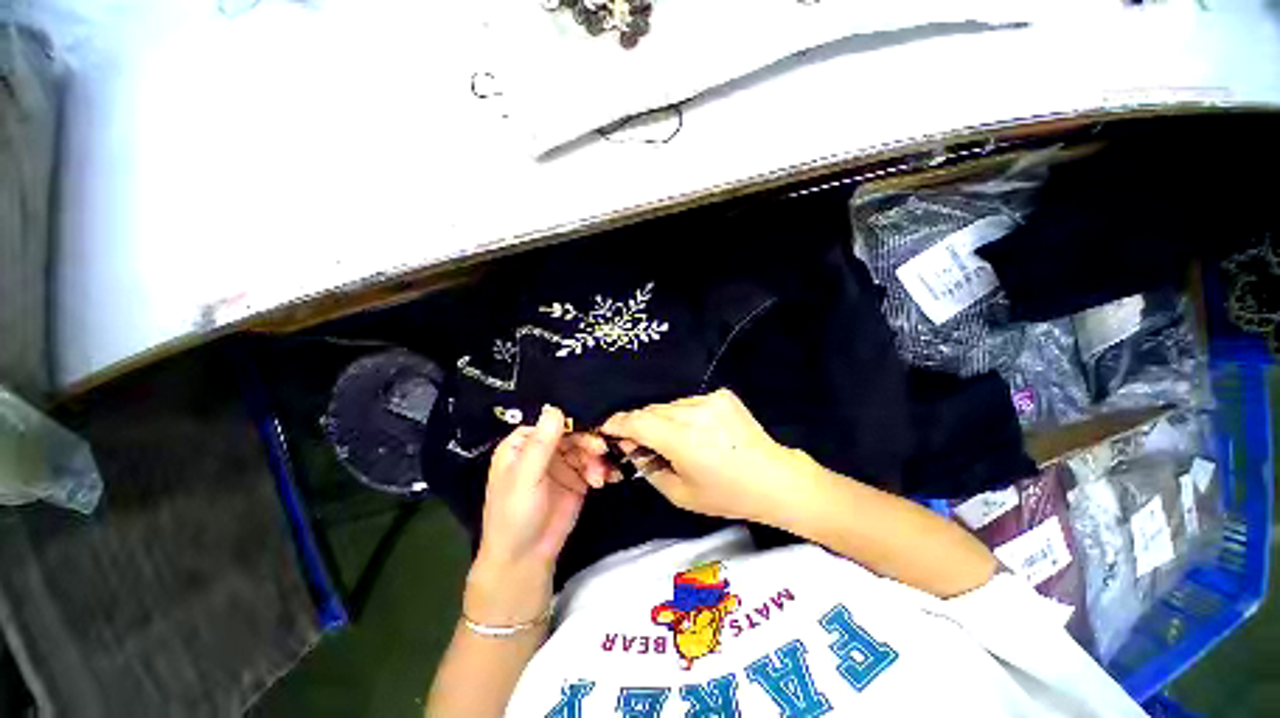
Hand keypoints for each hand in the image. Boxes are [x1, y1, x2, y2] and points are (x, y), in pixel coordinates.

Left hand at [467, 405, 607, 623]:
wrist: (525, 559)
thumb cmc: (514, 514)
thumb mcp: (525, 478)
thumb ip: (541, 444)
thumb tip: (554, 407)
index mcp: (523, 444)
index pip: (551, 422)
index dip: (572, 421)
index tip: (591, 425)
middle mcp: (544, 450)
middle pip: (572, 433)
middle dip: (588, 441)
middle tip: (599, 451)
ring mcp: (562, 464)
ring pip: (585, 448)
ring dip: (595, 458)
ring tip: (598, 476)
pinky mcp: (577, 479)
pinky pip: (593, 465)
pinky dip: (601, 470)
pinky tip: (602, 481)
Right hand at [601, 389, 808, 522]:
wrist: (774, 479)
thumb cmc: (726, 495)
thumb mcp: (680, 494)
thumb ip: (649, 469)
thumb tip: (632, 448)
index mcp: (682, 439)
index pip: (637, 421)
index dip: (618, 423)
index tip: (607, 428)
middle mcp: (694, 412)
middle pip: (651, 410)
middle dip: (640, 424)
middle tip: (640, 443)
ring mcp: (710, 400)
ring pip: (670, 405)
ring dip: (663, 419)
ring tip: (674, 440)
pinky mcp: (722, 395)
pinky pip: (690, 402)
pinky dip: (683, 415)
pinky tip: (696, 431)